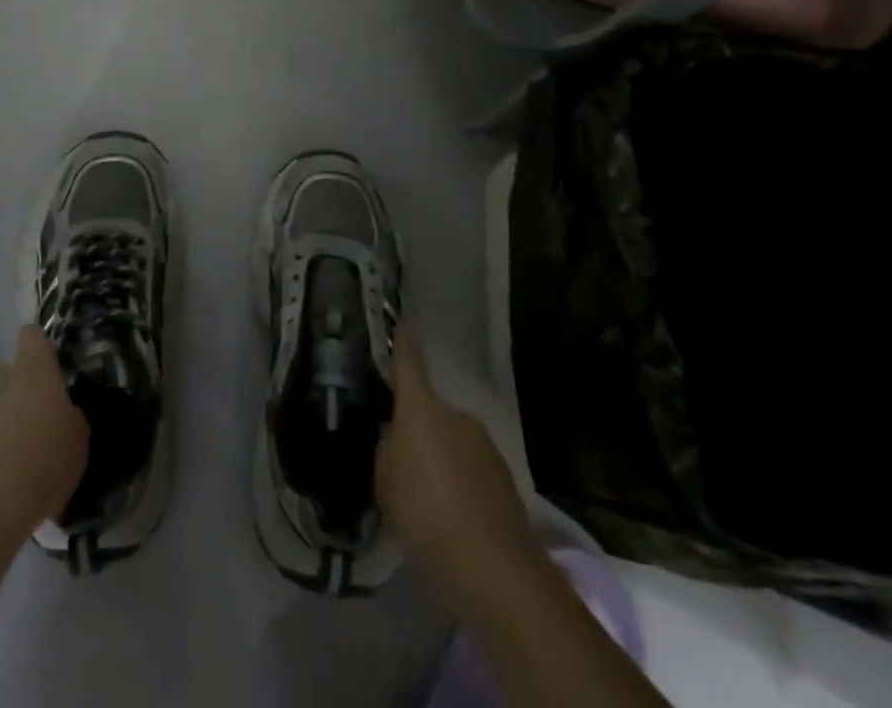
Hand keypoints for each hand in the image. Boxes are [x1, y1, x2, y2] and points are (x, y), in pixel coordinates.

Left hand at [0, 326, 88, 547]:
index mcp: (32, 375)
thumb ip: (69, 419)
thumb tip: (61, 412)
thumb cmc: (36, 475)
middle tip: (23, 437)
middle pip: (4, 377)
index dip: (37, 351)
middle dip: (12, 399)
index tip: (44, 374)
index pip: (33, 338)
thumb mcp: (76, 449)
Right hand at [376, 331, 534, 606]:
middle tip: (402, 459)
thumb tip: (394, 436)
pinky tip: (452, 515)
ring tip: (427, 496)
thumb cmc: (425, 514)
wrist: (494, 569)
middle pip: (431, 411)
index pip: (409, 362)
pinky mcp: (506, 479)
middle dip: (419, 429)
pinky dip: (461, 483)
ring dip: (441, 458)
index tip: (402, 321)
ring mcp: (485, 445)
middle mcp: (456, 415)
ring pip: (453, 441)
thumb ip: (387, 450)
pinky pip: (472, 469)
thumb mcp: (385, 482)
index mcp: (421, 408)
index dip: (404, 341)